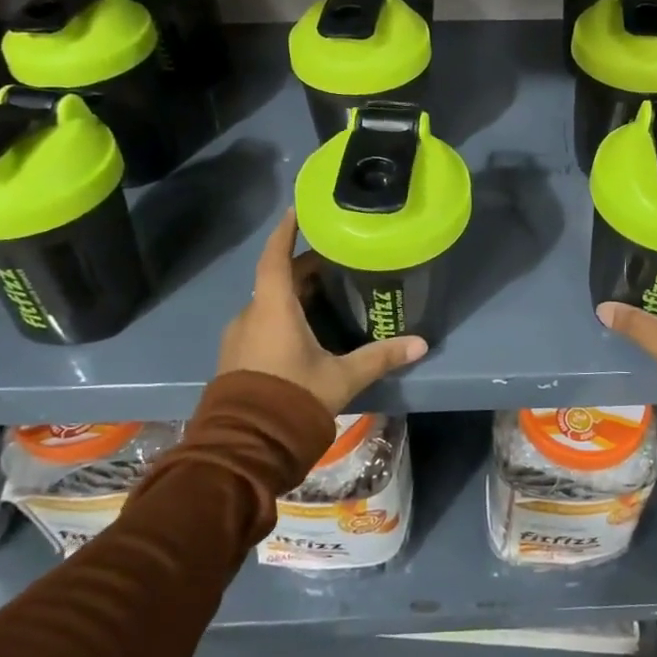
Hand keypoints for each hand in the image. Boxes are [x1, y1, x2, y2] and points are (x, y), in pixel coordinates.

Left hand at [217, 209, 427, 414]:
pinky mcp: (236, 358)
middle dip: (303, 267)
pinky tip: (305, 330)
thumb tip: (421, 343)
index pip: (276, 257)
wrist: (244, 447)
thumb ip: (379, 357)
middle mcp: (251, 314)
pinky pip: (261, 322)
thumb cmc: (292, 398)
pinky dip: (282, 315)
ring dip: (293, 294)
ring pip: (268, 302)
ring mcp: (239, 337)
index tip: (298, 209)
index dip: (287, 231)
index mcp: (273, 308)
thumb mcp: (342, 377)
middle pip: (276, 279)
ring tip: (326, 293)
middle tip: (335, 260)